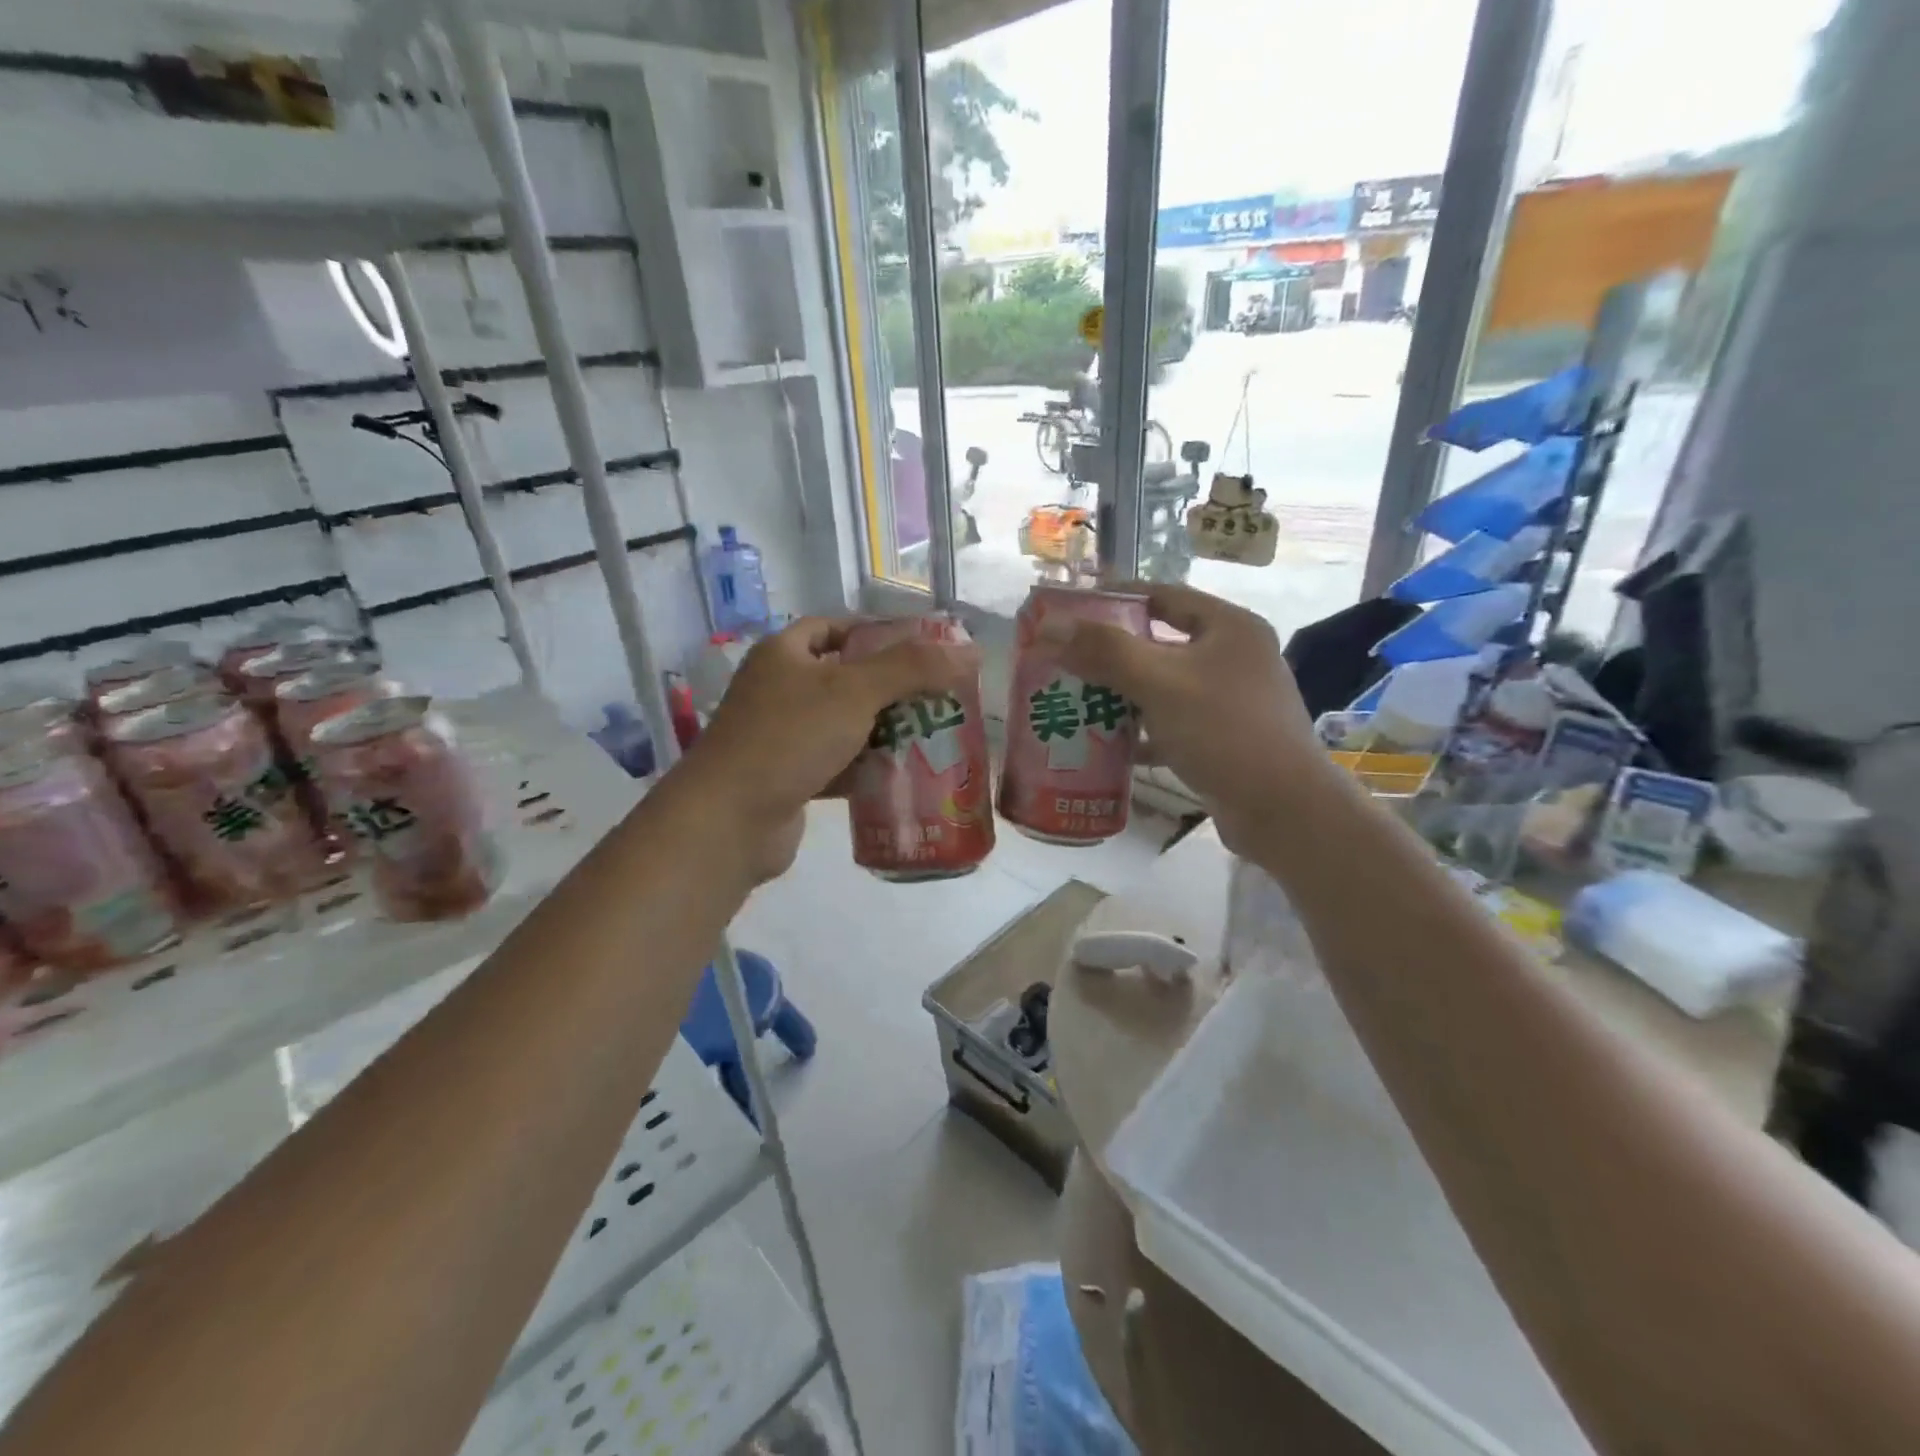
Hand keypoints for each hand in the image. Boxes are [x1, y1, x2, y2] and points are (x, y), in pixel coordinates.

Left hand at [670, 617, 979, 880]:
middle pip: (846, 678)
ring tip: (933, 736)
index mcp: (785, 654)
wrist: (729, 821)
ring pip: (845, 725)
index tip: (923, 649)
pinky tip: (903, 776)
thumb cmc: (789, 738)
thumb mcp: (854, 691)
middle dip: (892, 688)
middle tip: (939, 698)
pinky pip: (838, 764)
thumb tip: (970, 650)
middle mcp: (780, 690)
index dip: (878, 632)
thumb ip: (912, 668)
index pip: (836, 627)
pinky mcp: (790, 778)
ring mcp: (783, 737)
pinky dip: (867, 768)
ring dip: (884, 731)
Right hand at [1048, 584, 1334, 853]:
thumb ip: (1104, 651)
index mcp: (1229, 628)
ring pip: (1163, 687)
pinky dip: (1141, 732)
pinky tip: (1106, 745)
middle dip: (1110, 654)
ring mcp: (1231, 701)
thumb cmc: (1224, 731)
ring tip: (1074, 700)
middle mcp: (1234, 657)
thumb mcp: (1160, 683)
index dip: (1116, 598)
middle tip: (1064, 659)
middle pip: (1159, 643)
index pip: (1164, 595)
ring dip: (1121, 695)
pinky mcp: (1224, 739)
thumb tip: (1049, 626)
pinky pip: (1171, 724)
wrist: (1283, 809)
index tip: (1073, 608)